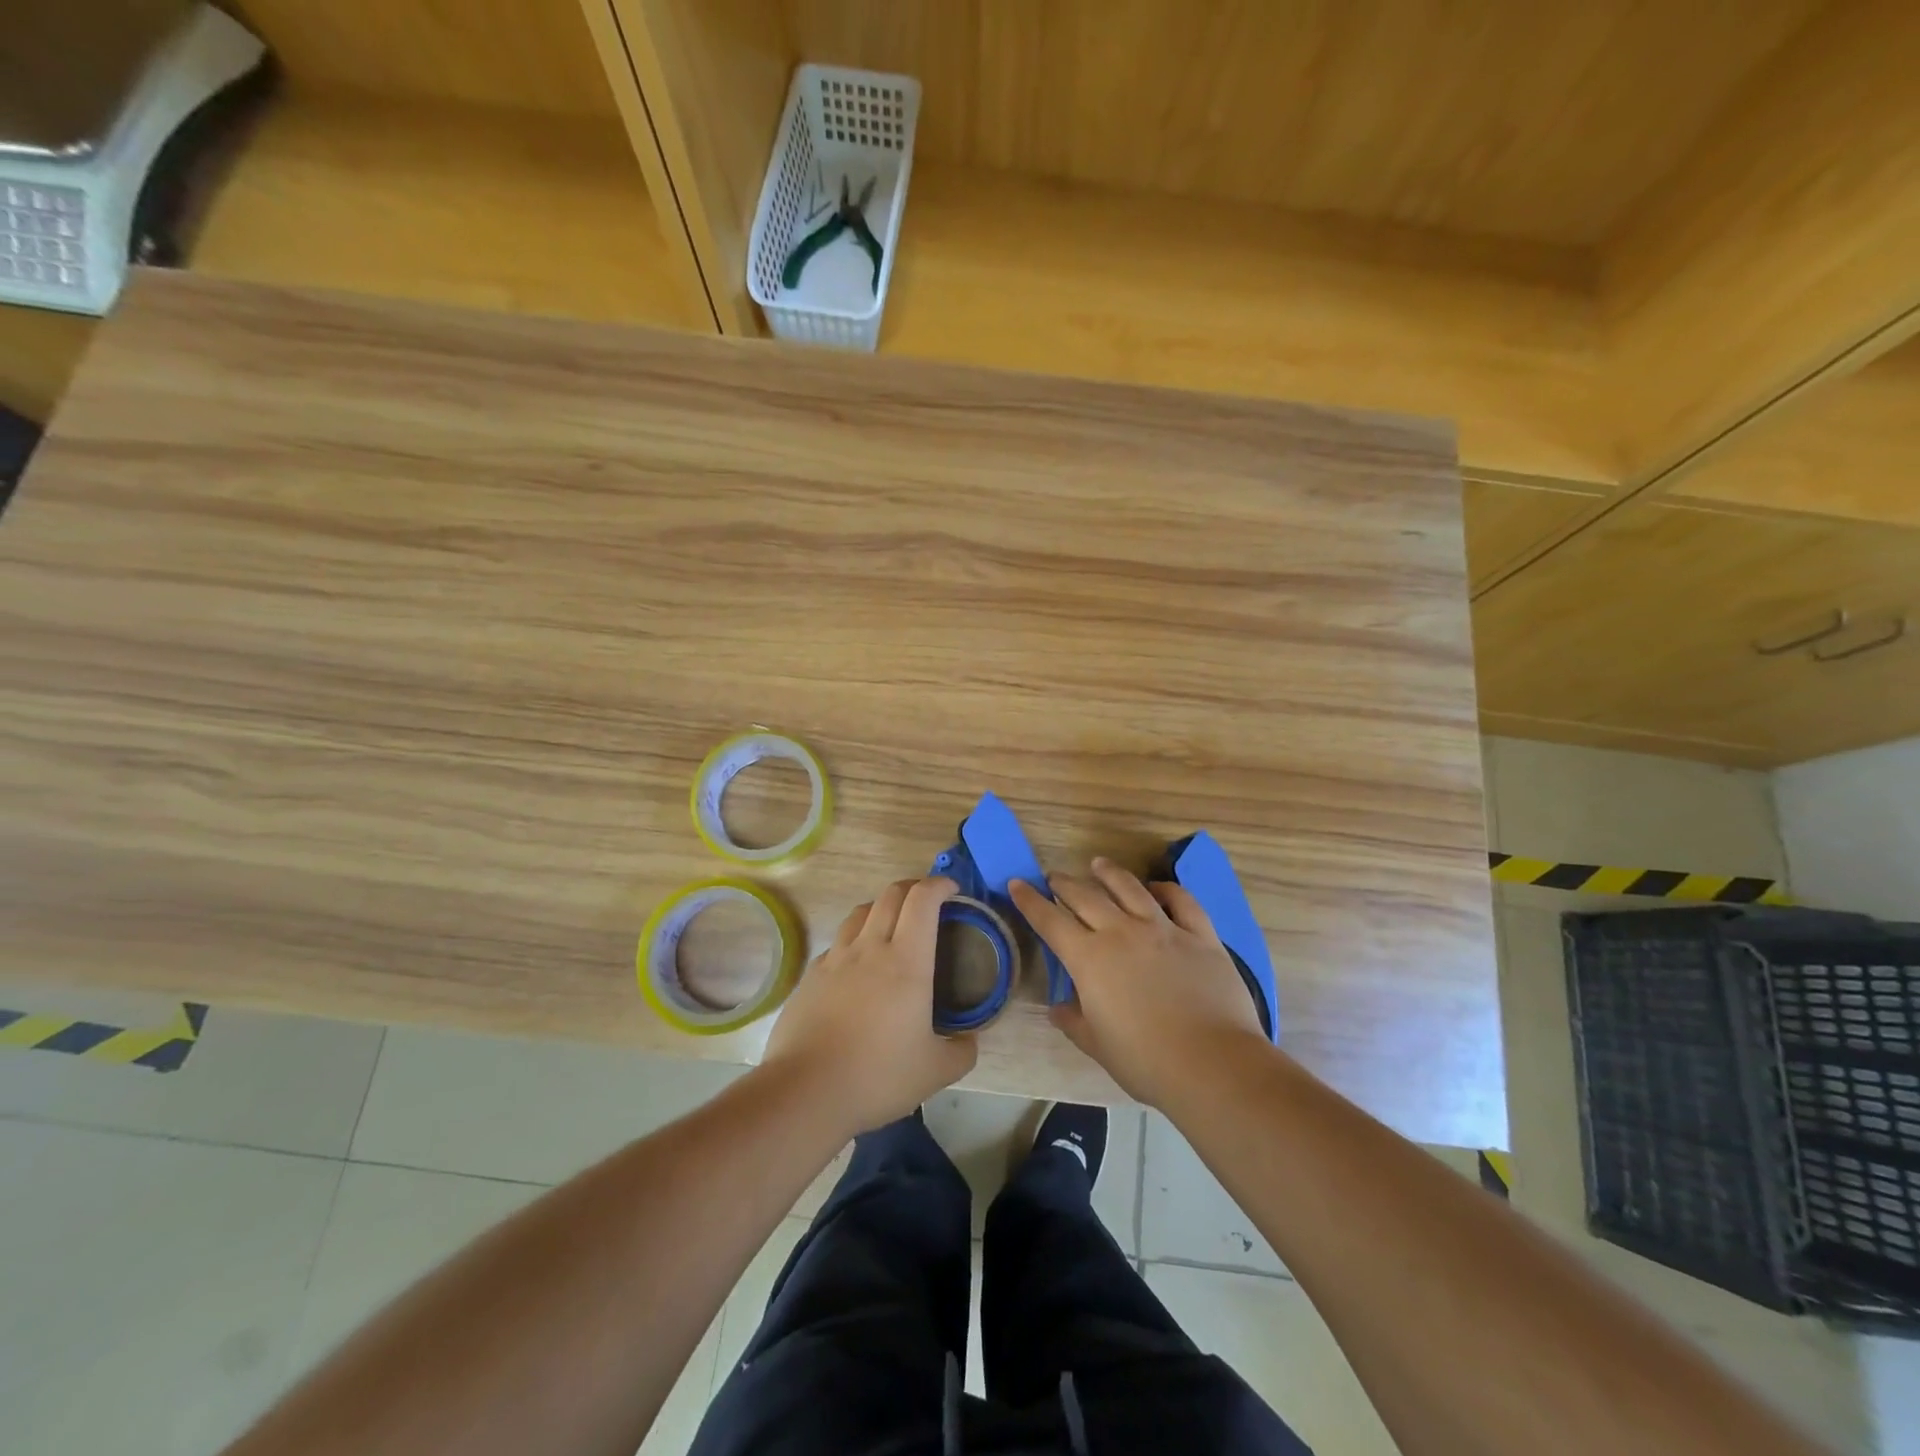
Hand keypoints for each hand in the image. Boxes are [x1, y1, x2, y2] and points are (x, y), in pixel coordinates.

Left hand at [762, 876, 976, 1136]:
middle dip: (913, 887)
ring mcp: (836, 959)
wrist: (806, 1091)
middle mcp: (870, 948)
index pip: (923, 900)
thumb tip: (970, 1040)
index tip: (952, 890)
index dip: (939, 885)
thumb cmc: (878, 1075)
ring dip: (881, 908)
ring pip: (860, 912)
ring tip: (892, 926)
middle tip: (928, 902)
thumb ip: (962, 1051)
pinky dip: (854, 941)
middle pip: (890, 895)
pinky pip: (837, 943)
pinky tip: (857, 966)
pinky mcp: (810, 976)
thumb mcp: (937, 1071)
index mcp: (907, 961)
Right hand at [1011, 858, 1266, 1108]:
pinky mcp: (1200, 935)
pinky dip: (1166, 889)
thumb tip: (1058, 1007)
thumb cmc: (1145, 1061)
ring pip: (1130, 888)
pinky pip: (1181, 901)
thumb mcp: (1097, 1045)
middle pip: (1086, 896)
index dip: (1030, 901)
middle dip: (1065, 884)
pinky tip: (1156, 888)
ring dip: (1109, 873)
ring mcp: (1163, 929)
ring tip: (1098, 864)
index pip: (1050, 921)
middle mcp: (1122, 932)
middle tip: (1054, 878)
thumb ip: (1074, 1021)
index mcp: (1089, 959)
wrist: (1212, 1064)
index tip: (1017, 883)